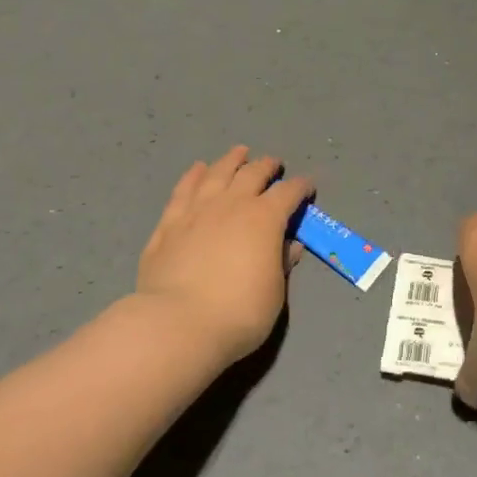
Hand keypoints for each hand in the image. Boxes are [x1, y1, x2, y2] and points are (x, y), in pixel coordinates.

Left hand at [137, 146, 313, 364]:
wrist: (177, 324)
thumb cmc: (238, 313)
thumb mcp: (274, 294)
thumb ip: (282, 263)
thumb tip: (290, 244)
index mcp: (264, 219)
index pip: (288, 193)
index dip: (301, 187)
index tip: (307, 186)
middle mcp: (231, 204)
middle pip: (252, 173)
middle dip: (266, 165)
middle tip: (273, 163)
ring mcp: (197, 210)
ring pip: (217, 173)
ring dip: (231, 160)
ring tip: (239, 152)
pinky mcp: (169, 224)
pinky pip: (183, 190)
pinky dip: (193, 176)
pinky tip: (197, 169)